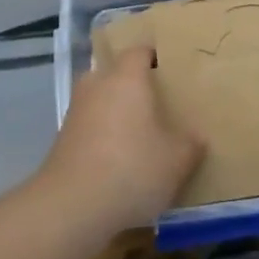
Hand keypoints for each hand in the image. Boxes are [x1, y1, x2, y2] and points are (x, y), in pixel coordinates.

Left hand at [41, 46, 203, 232]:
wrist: (71, 207)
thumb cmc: (132, 169)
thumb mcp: (177, 160)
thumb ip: (191, 144)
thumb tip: (196, 137)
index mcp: (126, 78)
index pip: (140, 51)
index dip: (156, 57)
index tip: (173, 69)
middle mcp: (97, 85)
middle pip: (117, 73)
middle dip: (135, 85)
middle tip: (160, 102)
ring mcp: (76, 112)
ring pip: (102, 100)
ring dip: (118, 112)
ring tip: (142, 133)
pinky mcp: (63, 139)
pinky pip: (91, 125)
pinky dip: (104, 135)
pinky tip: (120, 159)